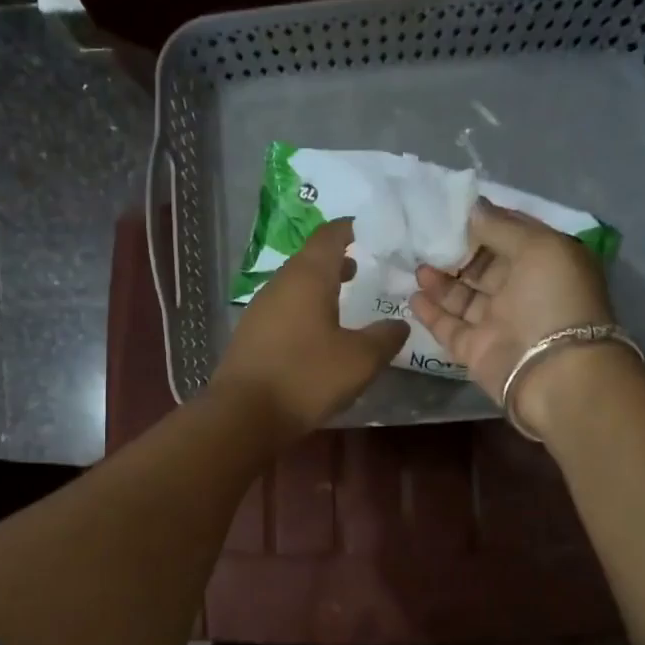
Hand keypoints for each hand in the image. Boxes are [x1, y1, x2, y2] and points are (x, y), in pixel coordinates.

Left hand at [211, 217, 408, 442]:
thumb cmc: (306, 377)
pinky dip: (304, 308)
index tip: (369, 231)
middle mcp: (280, 284)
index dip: (350, 229)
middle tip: (362, 267)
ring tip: (343, 298)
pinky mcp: (251, 334)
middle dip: (336, 260)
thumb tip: (400, 324)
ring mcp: (260, 309)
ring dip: (319, 286)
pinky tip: (317, 332)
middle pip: (310, 259)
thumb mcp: (359, 360)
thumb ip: (384, 338)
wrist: (244, 415)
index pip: (330, 236)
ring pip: (295, 285)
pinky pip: (283, 308)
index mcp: (308, 277)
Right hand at [411, 201, 630, 436]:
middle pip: (483, 266)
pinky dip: (431, 313)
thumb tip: (472, 208)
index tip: (449, 211)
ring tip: (416, 266)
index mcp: (546, 262)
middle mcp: (523, 291)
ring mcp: (498, 322)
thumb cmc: (553, 300)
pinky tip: (414, 296)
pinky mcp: (476, 350)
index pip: (511, 235)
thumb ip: (501, 227)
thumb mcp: (538, 247)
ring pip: (463, 296)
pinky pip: (449, 327)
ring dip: (440, 280)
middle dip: (456, 252)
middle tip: (424, 238)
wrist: (554, 373)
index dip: (483, 222)